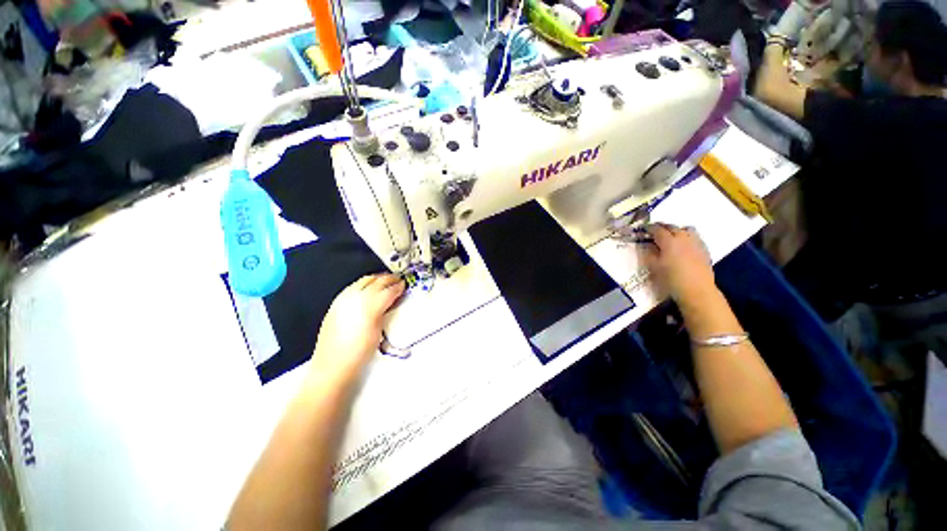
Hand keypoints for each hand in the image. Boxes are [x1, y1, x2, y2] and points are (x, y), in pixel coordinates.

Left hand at [309, 274, 404, 385]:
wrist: (333, 365)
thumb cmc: (358, 353)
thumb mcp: (379, 331)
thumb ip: (385, 311)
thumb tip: (390, 302)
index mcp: (370, 305)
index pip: (389, 290)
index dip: (398, 286)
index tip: (404, 285)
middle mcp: (356, 298)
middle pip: (377, 281)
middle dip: (389, 279)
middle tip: (397, 280)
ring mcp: (344, 298)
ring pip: (364, 280)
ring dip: (376, 279)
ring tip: (385, 281)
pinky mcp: (335, 303)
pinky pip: (352, 286)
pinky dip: (364, 284)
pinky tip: (367, 288)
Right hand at [639, 223, 714, 302]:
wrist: (697, 290)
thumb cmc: (672, 279)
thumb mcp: (654, 267)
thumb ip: (649, 253)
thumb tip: (647, 245)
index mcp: (669, 241)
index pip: (657, 229)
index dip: (649, 228)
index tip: (643, 229)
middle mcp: (683, 238)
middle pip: (671, 227)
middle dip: (661, 227)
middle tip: (654, 232)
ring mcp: (695, 242)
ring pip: (686, 229)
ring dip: (676, 230)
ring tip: (670, 236)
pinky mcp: (704, 249)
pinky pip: (694, 236)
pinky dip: (686, 236)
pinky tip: (683, 245)